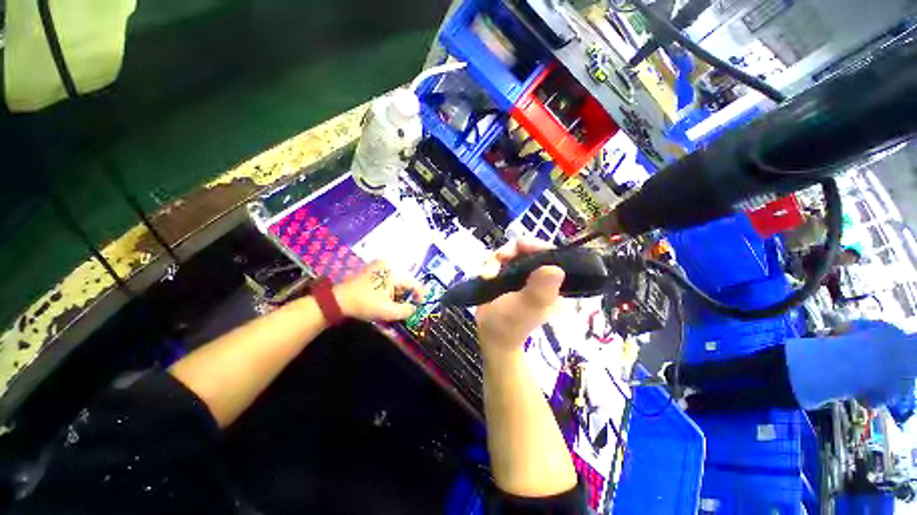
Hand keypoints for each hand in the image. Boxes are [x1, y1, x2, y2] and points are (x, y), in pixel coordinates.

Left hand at [334, 261, 420, 321]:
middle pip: (403, 282)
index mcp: (392, 272)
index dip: (419, 293)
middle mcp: (386, 266)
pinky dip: (389, 290)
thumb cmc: (364, 304)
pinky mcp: (370, 271)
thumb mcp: (387, 311)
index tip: (422, 303)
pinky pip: (386, 280)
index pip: (412, 283)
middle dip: (406, 295)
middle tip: (408, 306)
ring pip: (394, 281)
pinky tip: (385, 299)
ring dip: (397, 293)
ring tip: (395, 305)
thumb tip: (414, 309)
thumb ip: (405, 311)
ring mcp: (377, 267)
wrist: (338, 300)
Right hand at [475, 239, 564, 355]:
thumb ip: (540, 289)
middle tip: (499, 258)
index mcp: (552, 282)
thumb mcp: (526, 306)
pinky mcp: (505, 275)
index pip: (550, 254)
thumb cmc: (510, 324)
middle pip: (527, 248)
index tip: (520, 247)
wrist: (490, 335)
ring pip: (510, 252)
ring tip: (487, 275)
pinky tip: (484, 275)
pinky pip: (497, 259)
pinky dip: (488, 264)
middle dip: (510, 252)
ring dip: (495, 260)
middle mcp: (538, 275)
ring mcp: (521, 274)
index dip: (536, 245)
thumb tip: (556, 268)